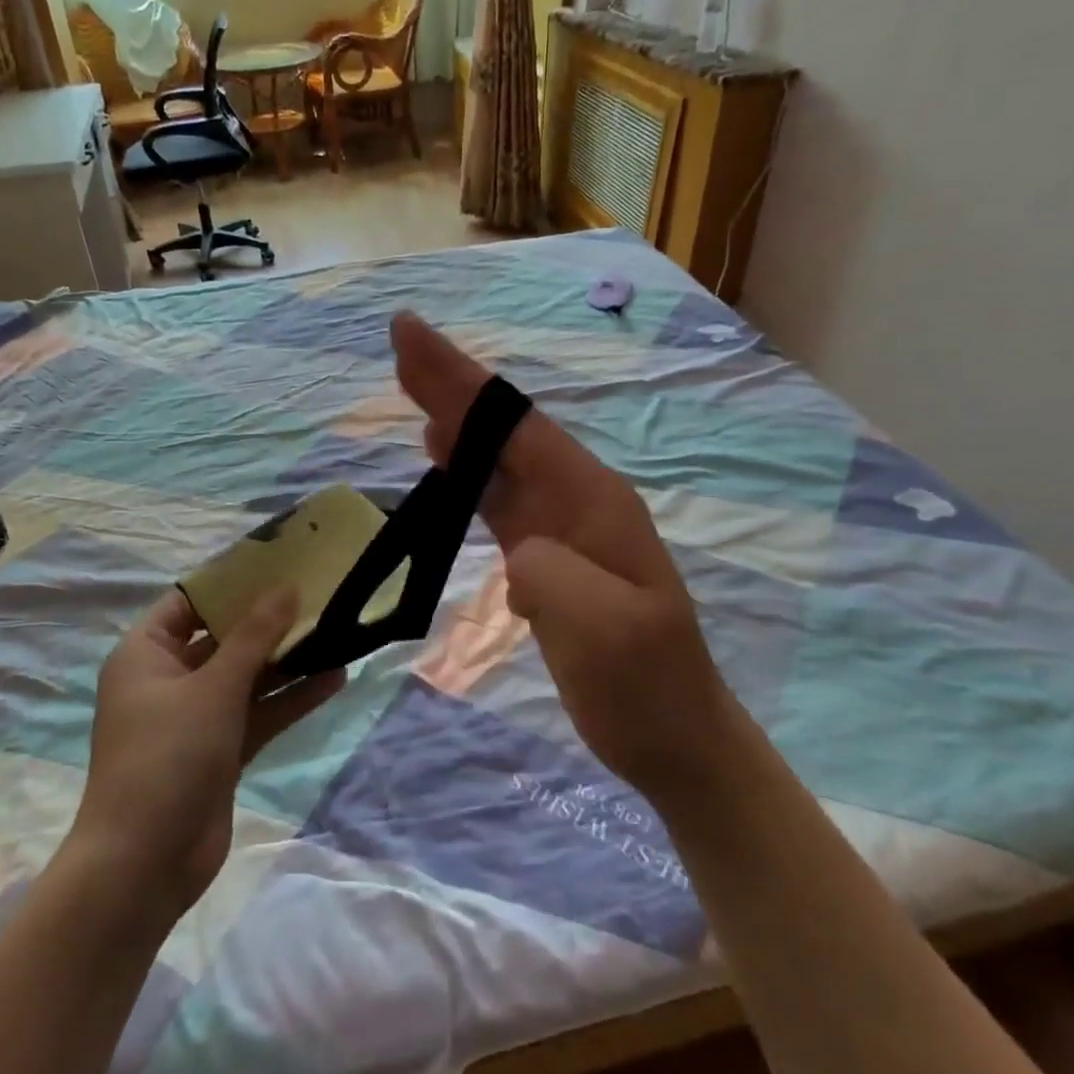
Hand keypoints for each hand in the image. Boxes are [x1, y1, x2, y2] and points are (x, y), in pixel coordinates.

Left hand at [73, 589, 343, 918]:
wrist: (144, 865)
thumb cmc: (166, 757)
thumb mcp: (214, 688)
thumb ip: (255, 636)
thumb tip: (287, 587)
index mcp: (146, 654)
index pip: (189, 602)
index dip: (231, 582)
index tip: (277, 562)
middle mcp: (169, 679)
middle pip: (224, 637)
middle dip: (269, 619)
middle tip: (317, 591)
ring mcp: (197, 717)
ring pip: (248, 676)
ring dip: (288, 659)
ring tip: (337, 630)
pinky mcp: (221, 749)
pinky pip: (260, 712)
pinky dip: (291, 697)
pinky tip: (334, 678)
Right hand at [392, 312, 734, 805]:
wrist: (673, 737)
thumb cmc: (644, 685)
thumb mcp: (604, 632)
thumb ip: (553, 576)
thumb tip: (518, 552)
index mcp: (593, 500)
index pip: (517, 427)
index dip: (462, 382)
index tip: (412, 336)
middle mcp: (578, 499)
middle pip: (505, 430)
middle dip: (452, 385)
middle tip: (401, 341)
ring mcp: (563, 527)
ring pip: (499, 459)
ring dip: (456, 420)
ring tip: (413, 383)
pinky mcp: (547, 558)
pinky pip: (499, 498)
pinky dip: (467, 471)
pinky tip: (445, 457)